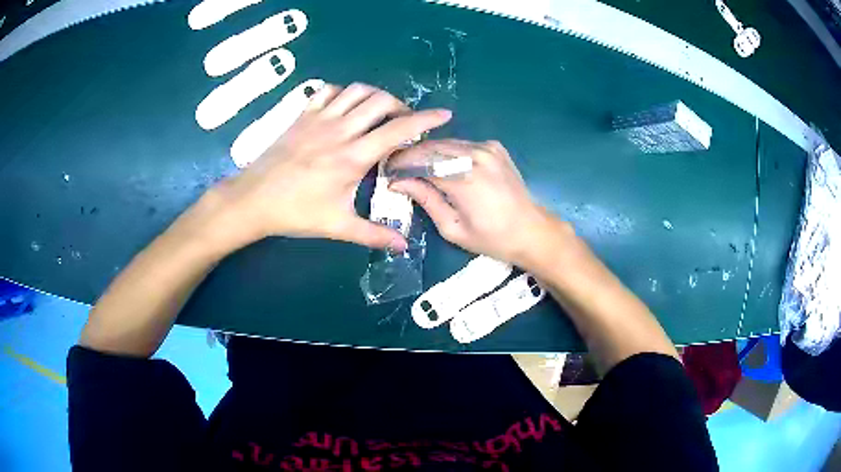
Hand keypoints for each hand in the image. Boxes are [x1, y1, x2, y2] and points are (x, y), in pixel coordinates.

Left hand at [203, 83, 451, 251]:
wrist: (253, 199)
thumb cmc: (295, 213)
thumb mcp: (337, 225)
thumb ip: (373, 234)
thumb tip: (404, 246)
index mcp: (352, 156)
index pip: (398, 130)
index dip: (426, 120)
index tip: (444, 114)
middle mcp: (339, 130)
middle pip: (380, 101)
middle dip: (401, 106)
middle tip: (404, 123)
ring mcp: (319, 119)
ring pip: (356, 90)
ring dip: (375, 96)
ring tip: (379, 113)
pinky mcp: (302, 116)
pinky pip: (328, 91)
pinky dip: (344, 93)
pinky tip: (345, 108)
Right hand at [389, 139, 568, 266]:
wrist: (531, 230)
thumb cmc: (491, 238)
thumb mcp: (453, 228)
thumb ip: (426, 200)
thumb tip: (398, 182)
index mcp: (464, 179)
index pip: (420, 161)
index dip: (400, 164)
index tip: (387, 172)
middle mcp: (475, 155)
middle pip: (431, 147)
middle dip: (410, 155)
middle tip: (397, 168)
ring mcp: (487, 148)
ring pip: (446, 143)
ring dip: (428, 153)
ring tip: (415, 167)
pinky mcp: (494, 147)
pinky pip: (462, 145)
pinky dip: (448, 152)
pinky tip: (444, 166)